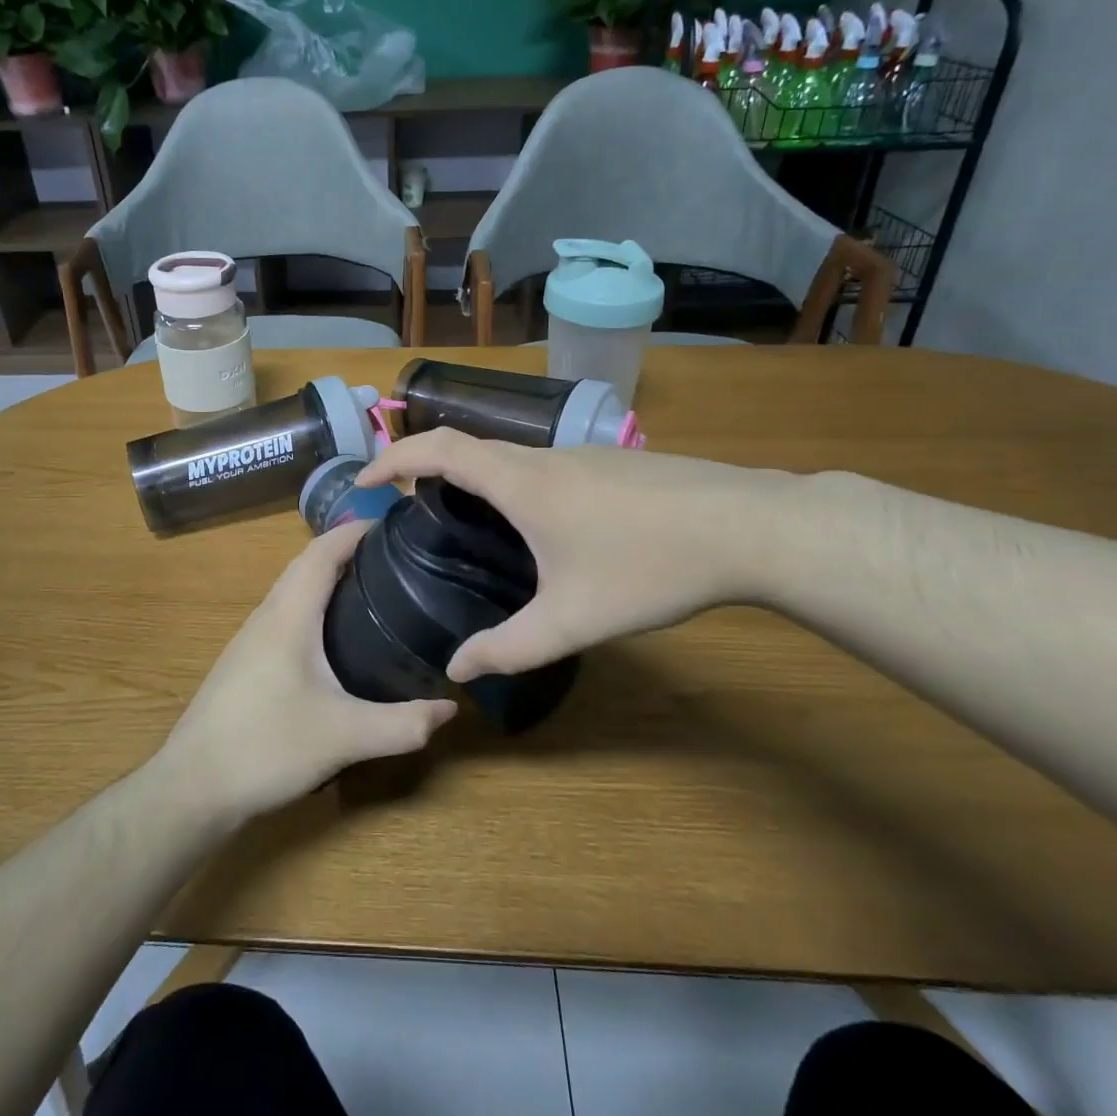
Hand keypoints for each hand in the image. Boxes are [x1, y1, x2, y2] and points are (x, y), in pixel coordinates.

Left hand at [157, 522, 457, 825]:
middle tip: (395, 558)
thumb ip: (403, 724)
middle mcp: (267, 615)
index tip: (395, 525)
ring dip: (328, 578)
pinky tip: (335, 637)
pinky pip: (285, 615)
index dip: (356, 531)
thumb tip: (450, 708)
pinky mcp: (245, 662)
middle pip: (306, 564)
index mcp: (289, 615)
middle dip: (348, 551)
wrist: (193, 786)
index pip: (322, 551)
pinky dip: (314, 606)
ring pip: (293, 590)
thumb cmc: (266, 746)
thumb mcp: (345, 737)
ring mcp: (250, 639)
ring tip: (373, 589)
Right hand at [359, 430, 787, 680]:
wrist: (750, 526)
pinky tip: (538, 526)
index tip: (366, 479)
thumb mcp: (573, 619)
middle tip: (407, 504)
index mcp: (521, 482)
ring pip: (509, 455)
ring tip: (463, 518)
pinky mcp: (613, 463)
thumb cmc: (650, 565)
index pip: (438, 449)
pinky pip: (543, 464)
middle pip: (468, 445)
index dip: (393, 457)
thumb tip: (456, 670)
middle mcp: (544, 456)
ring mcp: (583, 454)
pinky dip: (513, 482)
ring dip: (473, 475)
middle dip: (426, 466)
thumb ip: (510, 647)